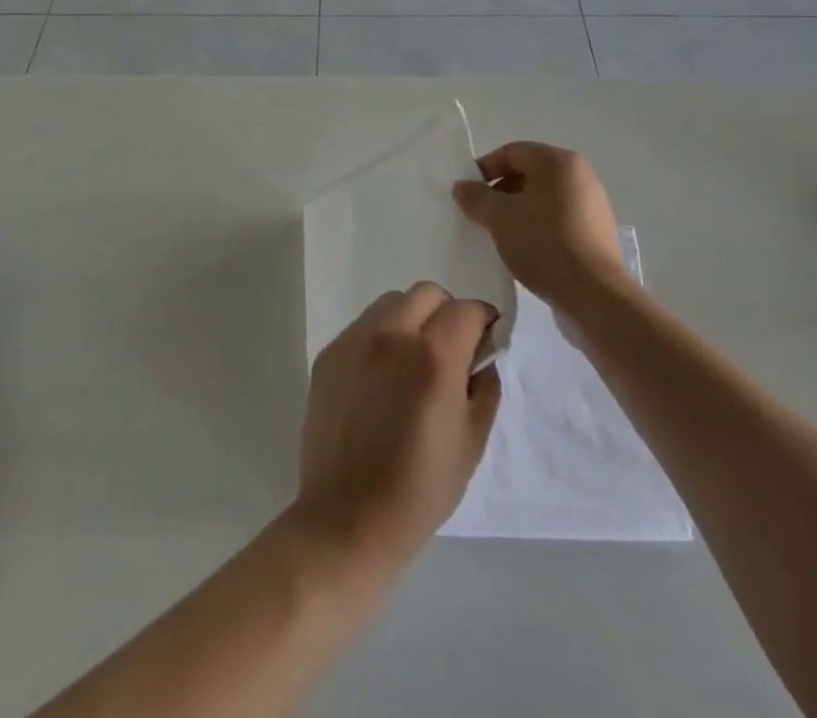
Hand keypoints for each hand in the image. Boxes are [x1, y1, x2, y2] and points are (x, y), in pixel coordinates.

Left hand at [294, 283, 500, 571]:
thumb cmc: (419, 491)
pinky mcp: (329, 355)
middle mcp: (392, 334)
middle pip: (429, 294)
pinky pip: (364, 327)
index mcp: (434, 355)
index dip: (484, 322)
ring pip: (393, 303)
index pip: (468, 309)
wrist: (346, 523)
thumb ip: (485, 386)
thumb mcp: (472, 441)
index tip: (486, 343)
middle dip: (448, 313)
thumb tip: (483, 356)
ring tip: (412, 362)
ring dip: (412, 319)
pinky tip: (382, 379)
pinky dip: (382, 337)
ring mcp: (355, 341)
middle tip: (450, 352)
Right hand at [453, 142, 627, 305]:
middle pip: (530, 172)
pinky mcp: (597, 229)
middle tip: (481, 215)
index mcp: (557, 161)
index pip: (512, 152)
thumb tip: (462, 187)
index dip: (485, 169)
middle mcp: (579, 173)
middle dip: (501, 191)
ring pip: (544, 196)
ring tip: (500, 233)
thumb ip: (476, 197)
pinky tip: (526, 247)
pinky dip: (539, 224)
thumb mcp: (499, 218)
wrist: (592, 293)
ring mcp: (592, 201)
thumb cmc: (542, 243)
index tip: (467, 193)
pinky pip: (559, 216)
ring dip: (519, 209)